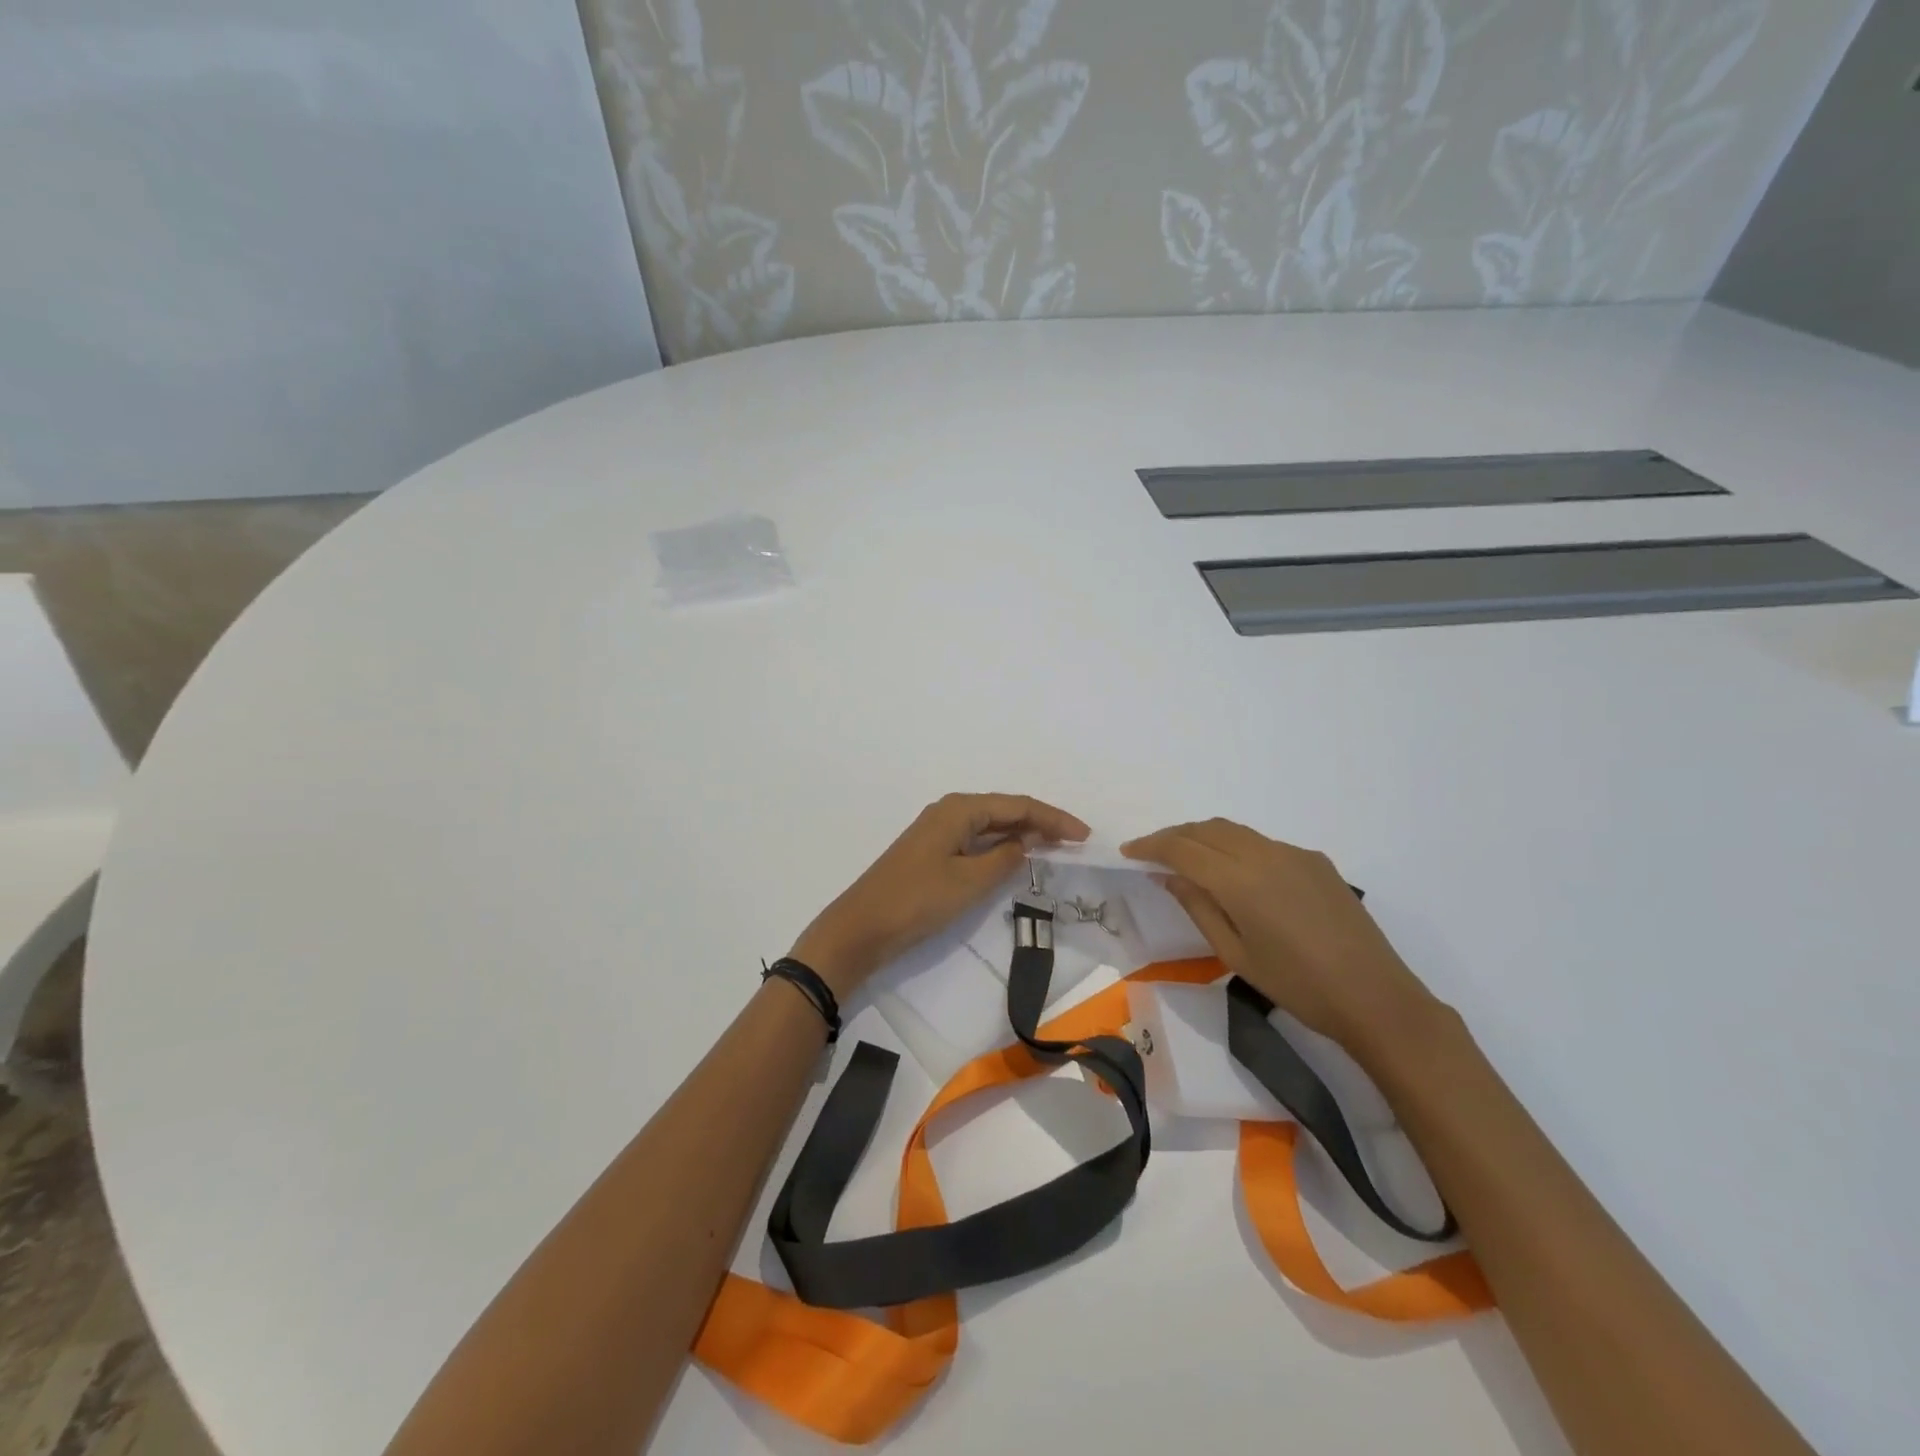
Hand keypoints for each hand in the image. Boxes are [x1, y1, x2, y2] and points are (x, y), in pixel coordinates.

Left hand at [792, 794, 1089, 997]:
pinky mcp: (932, 851)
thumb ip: (1004, 859)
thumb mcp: (970, 881)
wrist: (862, 927)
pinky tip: (1014, 858)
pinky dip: (1000, 847)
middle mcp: (949, 811)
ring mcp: (938, 831)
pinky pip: (976, 840)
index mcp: (960, 809)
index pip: (1018, 806)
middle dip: (1041, 823)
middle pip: (1005, 810)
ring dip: (1022, 834)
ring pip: (990, 825)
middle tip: (1075, 841)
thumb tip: (1023, 844)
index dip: (1054, 818)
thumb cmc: (918, 900)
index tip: (1084, 835)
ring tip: (1054, 847)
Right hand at [1121, 819, 1442, 1064]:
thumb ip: (1198, 907)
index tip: (1129, 852)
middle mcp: (1265, 854)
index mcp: (1240, 880)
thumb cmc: (1296, 986)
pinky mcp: (1315, 861)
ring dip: (1203, 837)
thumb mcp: (1235, 954)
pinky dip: (1235, 847)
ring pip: (1235, 831)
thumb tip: (1168, 876)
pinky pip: (1262, 843)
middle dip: (1174, 836)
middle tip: (1152, 854)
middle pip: (1207, 829)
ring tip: (1186, 858)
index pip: (1182, 848)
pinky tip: (1235, 874)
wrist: (1375, 997)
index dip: (1151, 846)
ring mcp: (1294, 854)